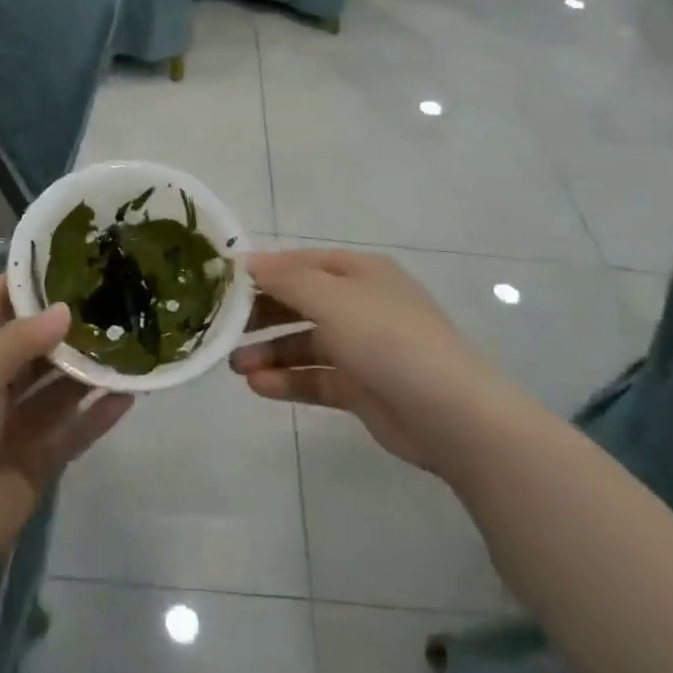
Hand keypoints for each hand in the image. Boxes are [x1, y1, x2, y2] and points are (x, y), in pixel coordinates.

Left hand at [0, 278, 132, 570]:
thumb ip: (20, 342)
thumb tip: (66, 309)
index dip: (21, 284)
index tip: (61, 258)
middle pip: (35, 349)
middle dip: (67, 327)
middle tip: (110, 299)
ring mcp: (17, 427)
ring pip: (60, 390)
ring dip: (89, 371)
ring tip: (129, 343)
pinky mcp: (39, 462)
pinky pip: (75, 431)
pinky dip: (99, 415)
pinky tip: (129, 395)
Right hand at [231, 249, 499, 474]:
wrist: (450, 414)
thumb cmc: (387, 339)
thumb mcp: (332, 299)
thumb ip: (286, 279)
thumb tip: (246, 259)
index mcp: (360, 273)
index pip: (302, 262)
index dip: (263, 270)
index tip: (222, 285)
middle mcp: (361, 305)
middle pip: (300, 302)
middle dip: (262, 315)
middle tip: (222, 328)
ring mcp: (362, 348)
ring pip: (305, 344)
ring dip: (270, 352)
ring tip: (234, 366)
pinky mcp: (361, 388)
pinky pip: (316, 378)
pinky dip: (288, 380)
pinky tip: (258, 386)